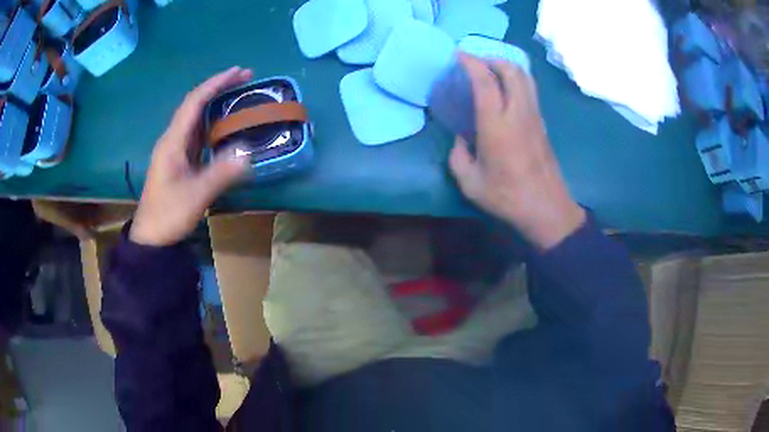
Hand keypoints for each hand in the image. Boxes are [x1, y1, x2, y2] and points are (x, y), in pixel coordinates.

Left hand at [130, 67, 252, 246]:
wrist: (151, 237)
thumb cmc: (168, 215)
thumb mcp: (195, 195)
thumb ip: (220, 173)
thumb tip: (248, 153)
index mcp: (172, 141)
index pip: (194, 102)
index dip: (215, 84)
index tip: (238, 72)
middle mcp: (172, 140)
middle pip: (195, 105)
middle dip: (219, 88)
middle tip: (246, 79)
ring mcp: (175, 151)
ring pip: (196, 119)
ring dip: (216, 104)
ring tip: (239, 97)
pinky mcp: (179, 162)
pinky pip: (197, 135)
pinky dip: (213, 124)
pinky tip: (225, 127)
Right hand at [449, 55, 584, 249]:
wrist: (547, 209)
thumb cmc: (508, 197)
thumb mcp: (470, 183)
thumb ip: (458, 156)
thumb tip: (460, 139)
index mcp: (497, 125)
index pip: (486, 81)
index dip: (471, 63)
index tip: (459, 56)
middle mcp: (519, 113)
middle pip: (511, 70)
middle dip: (491, 59)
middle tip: (475, 63)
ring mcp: (534, 117)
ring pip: (525, 77)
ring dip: (506, 67)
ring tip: (490, 72)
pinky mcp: (542, 124)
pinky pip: (530, 90)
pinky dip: (516, 80)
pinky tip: (505, 92)